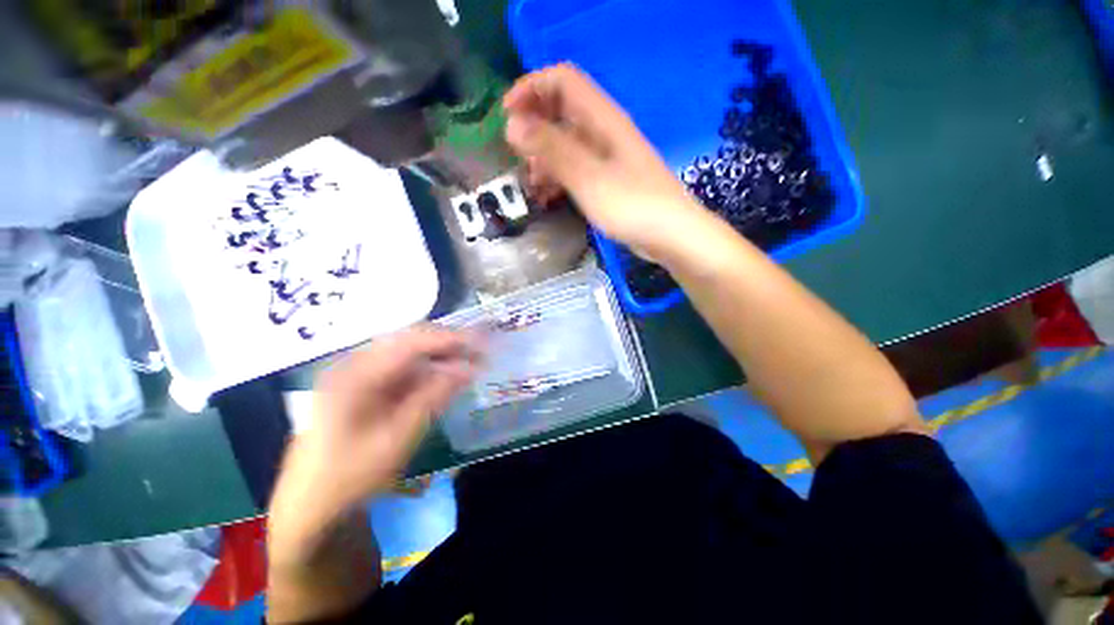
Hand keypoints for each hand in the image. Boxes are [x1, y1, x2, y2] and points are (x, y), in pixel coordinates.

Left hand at [268, 326, 482, 563]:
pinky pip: (401, 369)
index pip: (411, 342)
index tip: (481, 341)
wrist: (310, 504)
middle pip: (409, 341)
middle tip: (479, 351)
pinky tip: (444, 377)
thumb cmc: (351, 474)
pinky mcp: (363, 385)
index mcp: (356, 374)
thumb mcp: (398, 436)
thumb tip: (469, 369)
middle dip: (446, 344)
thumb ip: (434, 397)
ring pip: (407, 353)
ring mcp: (357, 374)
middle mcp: (354, 364)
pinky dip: (426, 371)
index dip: (449, 338)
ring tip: (468, 361)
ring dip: (439, 356)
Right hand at [503, 63, 709, 259]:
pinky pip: (577, 168)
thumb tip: (513, 124)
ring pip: (567, 143)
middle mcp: (604, 131)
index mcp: (602, 119)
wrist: (671, 235)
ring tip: (531, 183)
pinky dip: (559, 177)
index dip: (531, 88)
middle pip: (562, 111)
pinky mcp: (609, 180)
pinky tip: (548, 196)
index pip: (562, 81)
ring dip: (544, 157)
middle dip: (535, 127)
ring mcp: (607, 157)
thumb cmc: (632, 205)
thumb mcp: (588, 177)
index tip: (506, 116)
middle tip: (517, 156)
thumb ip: (552, 149)